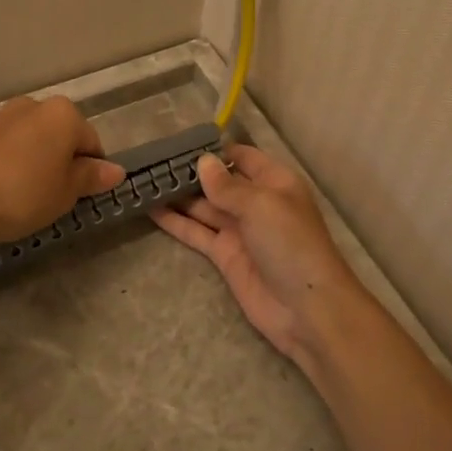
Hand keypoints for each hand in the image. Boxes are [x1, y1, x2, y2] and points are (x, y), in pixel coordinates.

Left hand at [0, 95, 123, 246]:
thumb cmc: (22, 194)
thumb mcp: (65, 192)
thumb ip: (90, 178)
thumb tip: (116, 170)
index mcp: (63, 113)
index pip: (92, 142)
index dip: (91, 172)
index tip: (80, 197)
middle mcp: (34, 105)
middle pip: (61, 136)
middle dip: (63, 163)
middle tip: (55, 198)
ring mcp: (1, 116)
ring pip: (33, 141)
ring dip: (36, 163)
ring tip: (26, 198)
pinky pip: (7, 148)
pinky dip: (12, 164)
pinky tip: (2, 191)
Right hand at [149, 144, 364, 367]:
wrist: (306, 308)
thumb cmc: (291, 244)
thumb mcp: (261, 205)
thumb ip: (228, 186)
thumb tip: (202, 162)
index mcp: (274, 182)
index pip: (242, 157)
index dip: (215, 150)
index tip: (180, 142)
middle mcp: (255, 202)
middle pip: (218, 181)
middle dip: (190, 171)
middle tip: (151, 160)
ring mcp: (239, 230)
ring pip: (203, 206)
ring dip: (177, 195)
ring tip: (144, 180)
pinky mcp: (224, 255)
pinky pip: (196, 233)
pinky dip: (175, 222)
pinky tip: (150, 209)